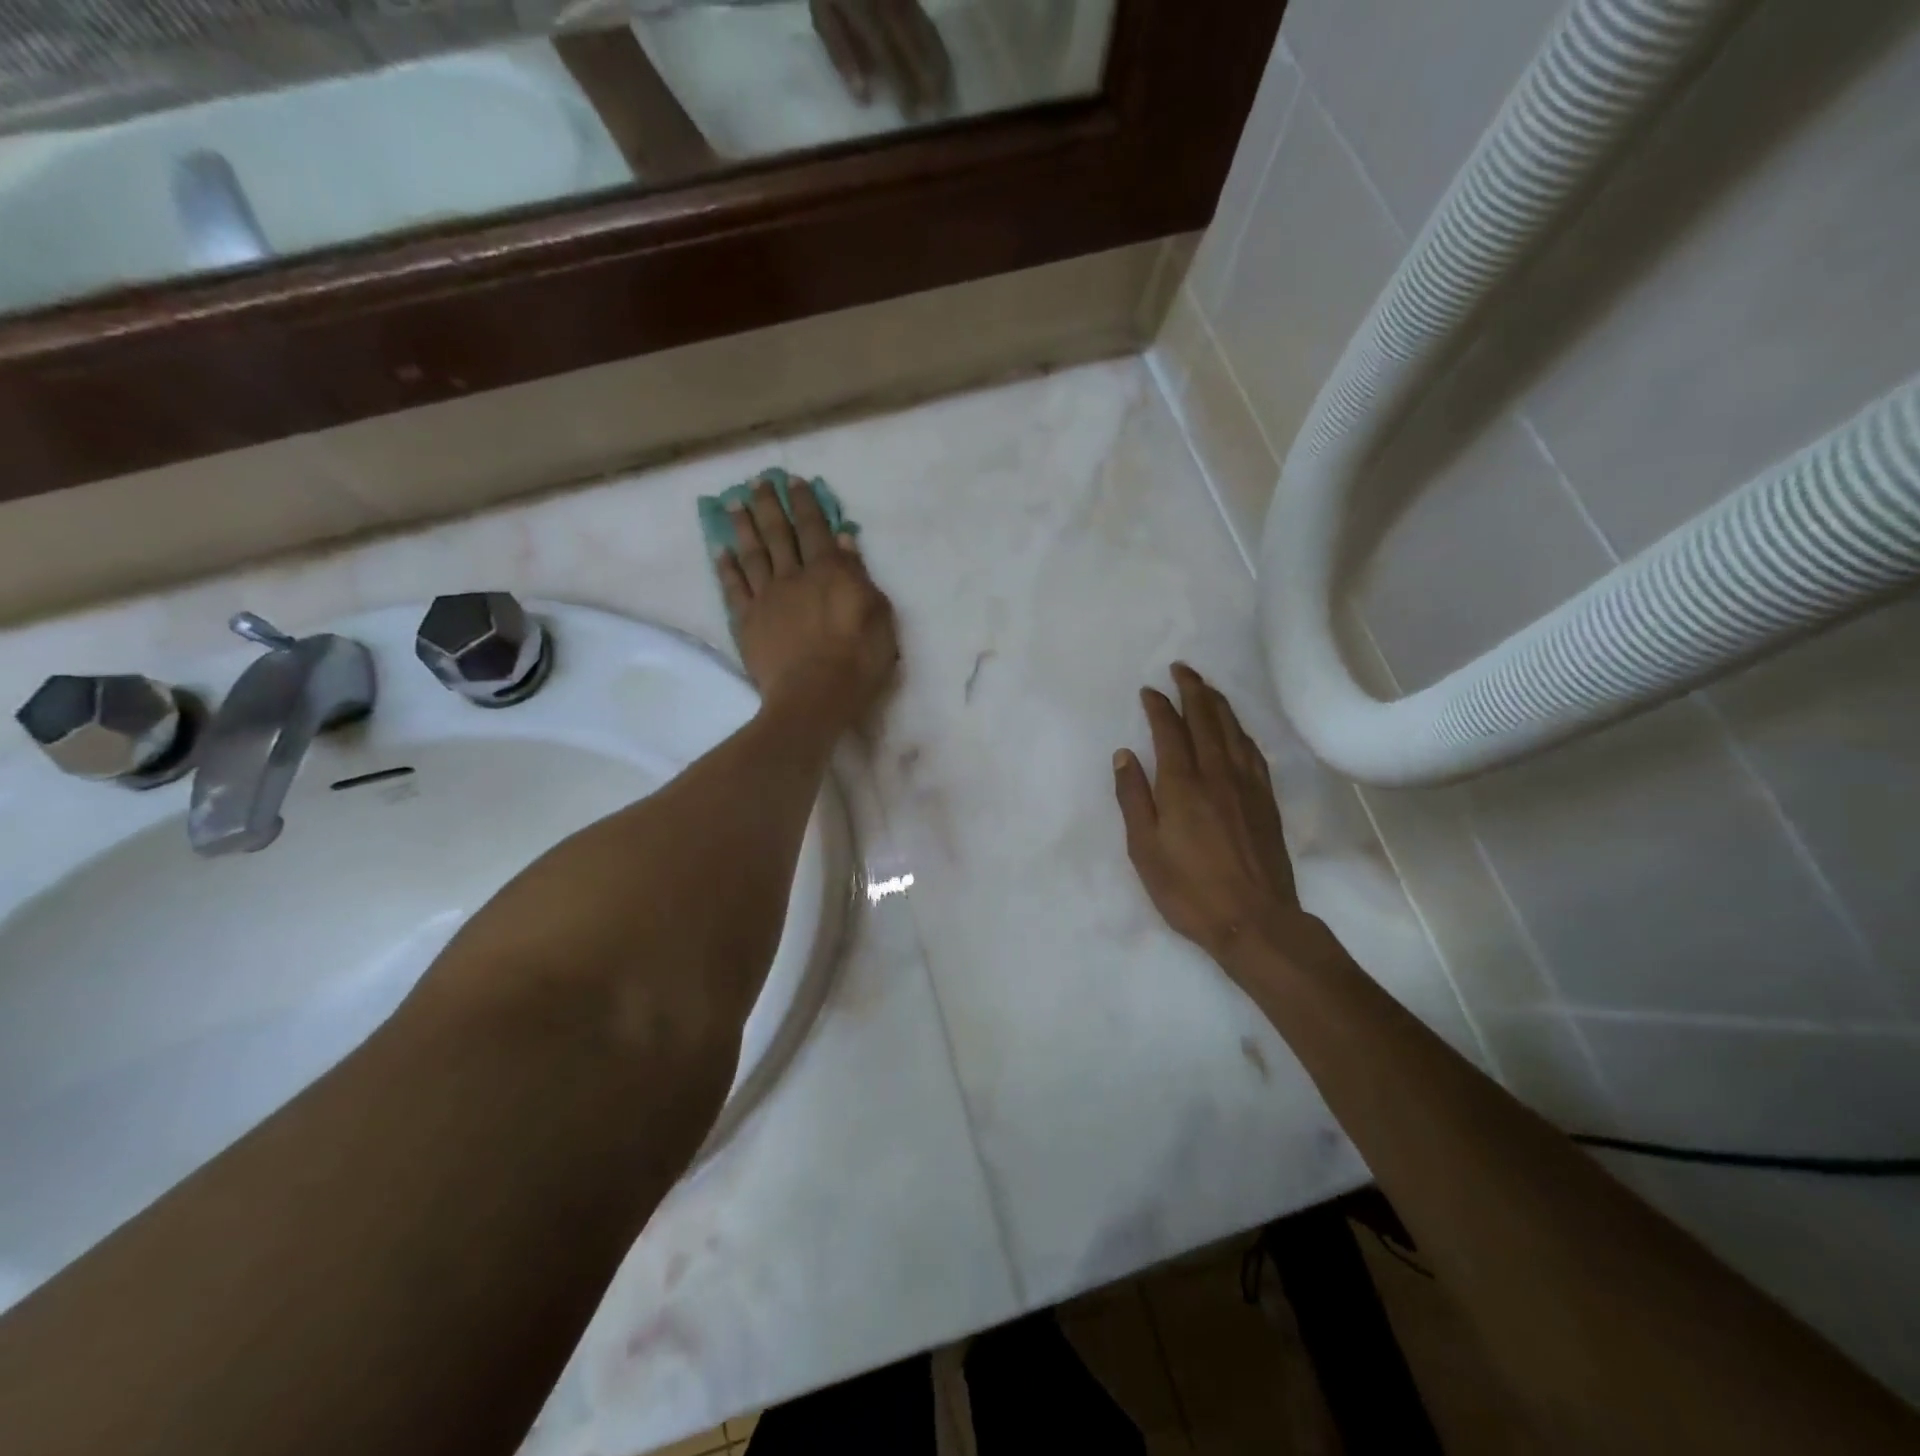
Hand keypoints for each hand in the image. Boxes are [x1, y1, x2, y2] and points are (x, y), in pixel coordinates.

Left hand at [716, 475, 898, 735]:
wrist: (815, 696)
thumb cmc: (858, 659)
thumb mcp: (878, 615)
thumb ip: (859, 576)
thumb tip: (844, 540)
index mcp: (829, 571)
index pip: (815, 527)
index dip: (804, 502)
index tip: (793, 481)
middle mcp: (794, 575)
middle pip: (778, 532)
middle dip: (768, 504)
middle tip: (757, 481)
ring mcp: (766, 597)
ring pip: (752, 552)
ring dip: (742, 525)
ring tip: (733, 503)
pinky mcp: (747, 621)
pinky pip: (734, 587)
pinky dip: (727, 567)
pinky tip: (721, 550)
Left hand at [810, 0, 953, 117]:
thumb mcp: (823, 14)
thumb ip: (840, 54)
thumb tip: (863, 97)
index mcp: (862, 6)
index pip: (887, 53)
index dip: (902, 86)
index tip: (913, 116)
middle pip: (913, 41)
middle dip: (927, 78)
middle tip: (938, 112)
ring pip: (925, 30)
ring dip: (938, 65)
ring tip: (946, 96)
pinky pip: (926, 22)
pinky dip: (937, 47)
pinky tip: (944, 70)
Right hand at [1115, 664, 1319, 964]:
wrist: (1254, 919)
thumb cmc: (1188, 888)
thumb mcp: (1144, 848)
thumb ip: (1133, 797)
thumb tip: (1124, 754)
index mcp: (1181, 783)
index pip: (1169, 730)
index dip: (1158, 705)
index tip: (1148, 690)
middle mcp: (1216, 773)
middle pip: (1205, 718)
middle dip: (1192, 689)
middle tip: (1181, 668)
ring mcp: (1246, 784)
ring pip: (1232, 729)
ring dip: (1217, 702)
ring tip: (1205, 686)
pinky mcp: (1265, 798)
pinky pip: (1252, 749)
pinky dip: (1239, 729)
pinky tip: (1235, 727)